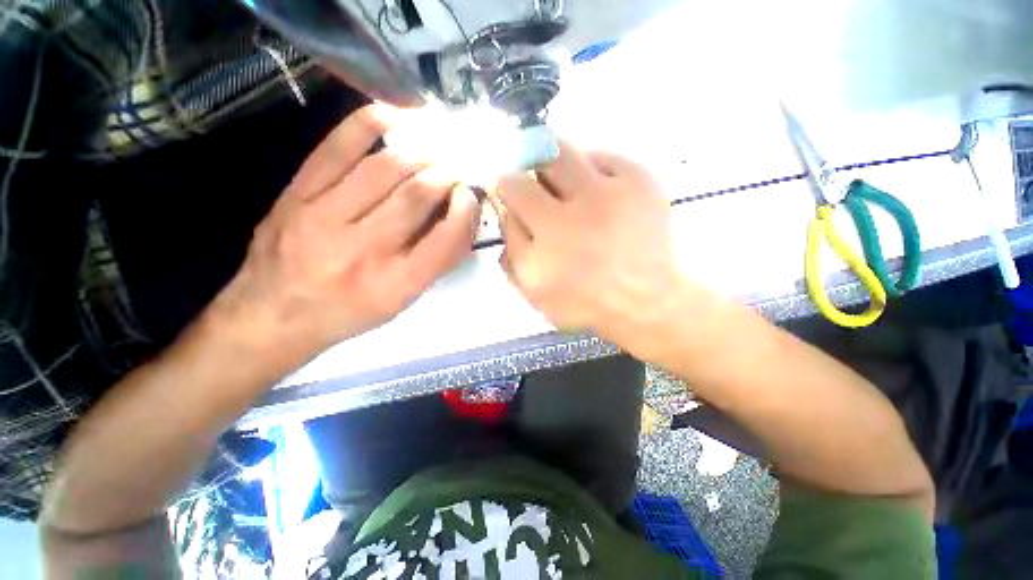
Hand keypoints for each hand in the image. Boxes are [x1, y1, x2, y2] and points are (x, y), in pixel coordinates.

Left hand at [209, 104, 480, 362]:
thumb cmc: (348, 312)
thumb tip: (457, 216)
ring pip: (385, 168)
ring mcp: (324, 218)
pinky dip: (370, 124)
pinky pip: (337, 147)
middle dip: (446, 174)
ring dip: (420, 152)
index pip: (446, 240)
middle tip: (457, 165)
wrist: (272, 314)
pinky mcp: (296, 194)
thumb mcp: (401, 302)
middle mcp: (364, 251)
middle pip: (417, 196)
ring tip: (436, 146)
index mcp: (396, 285)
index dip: (466, 212)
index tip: (469, 196)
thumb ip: (432, 262)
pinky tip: (395, 116)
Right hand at [494, 142, 684, 344]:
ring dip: (557, 166)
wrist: (643, 302)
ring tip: (569, 189)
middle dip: (531, 170)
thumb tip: (505, 214)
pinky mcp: (639, 182)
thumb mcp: (534, 293)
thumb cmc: (583, 302)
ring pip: (565, 152)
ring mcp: (609, 194)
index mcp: (545, 241)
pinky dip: (594, 171)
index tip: (514, 193)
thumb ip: (511, 255)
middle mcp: (573, 212)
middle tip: (540, 188)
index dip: (509, 187)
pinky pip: (604, 158)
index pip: (512, 189)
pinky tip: (600, 194)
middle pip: (537, 161)